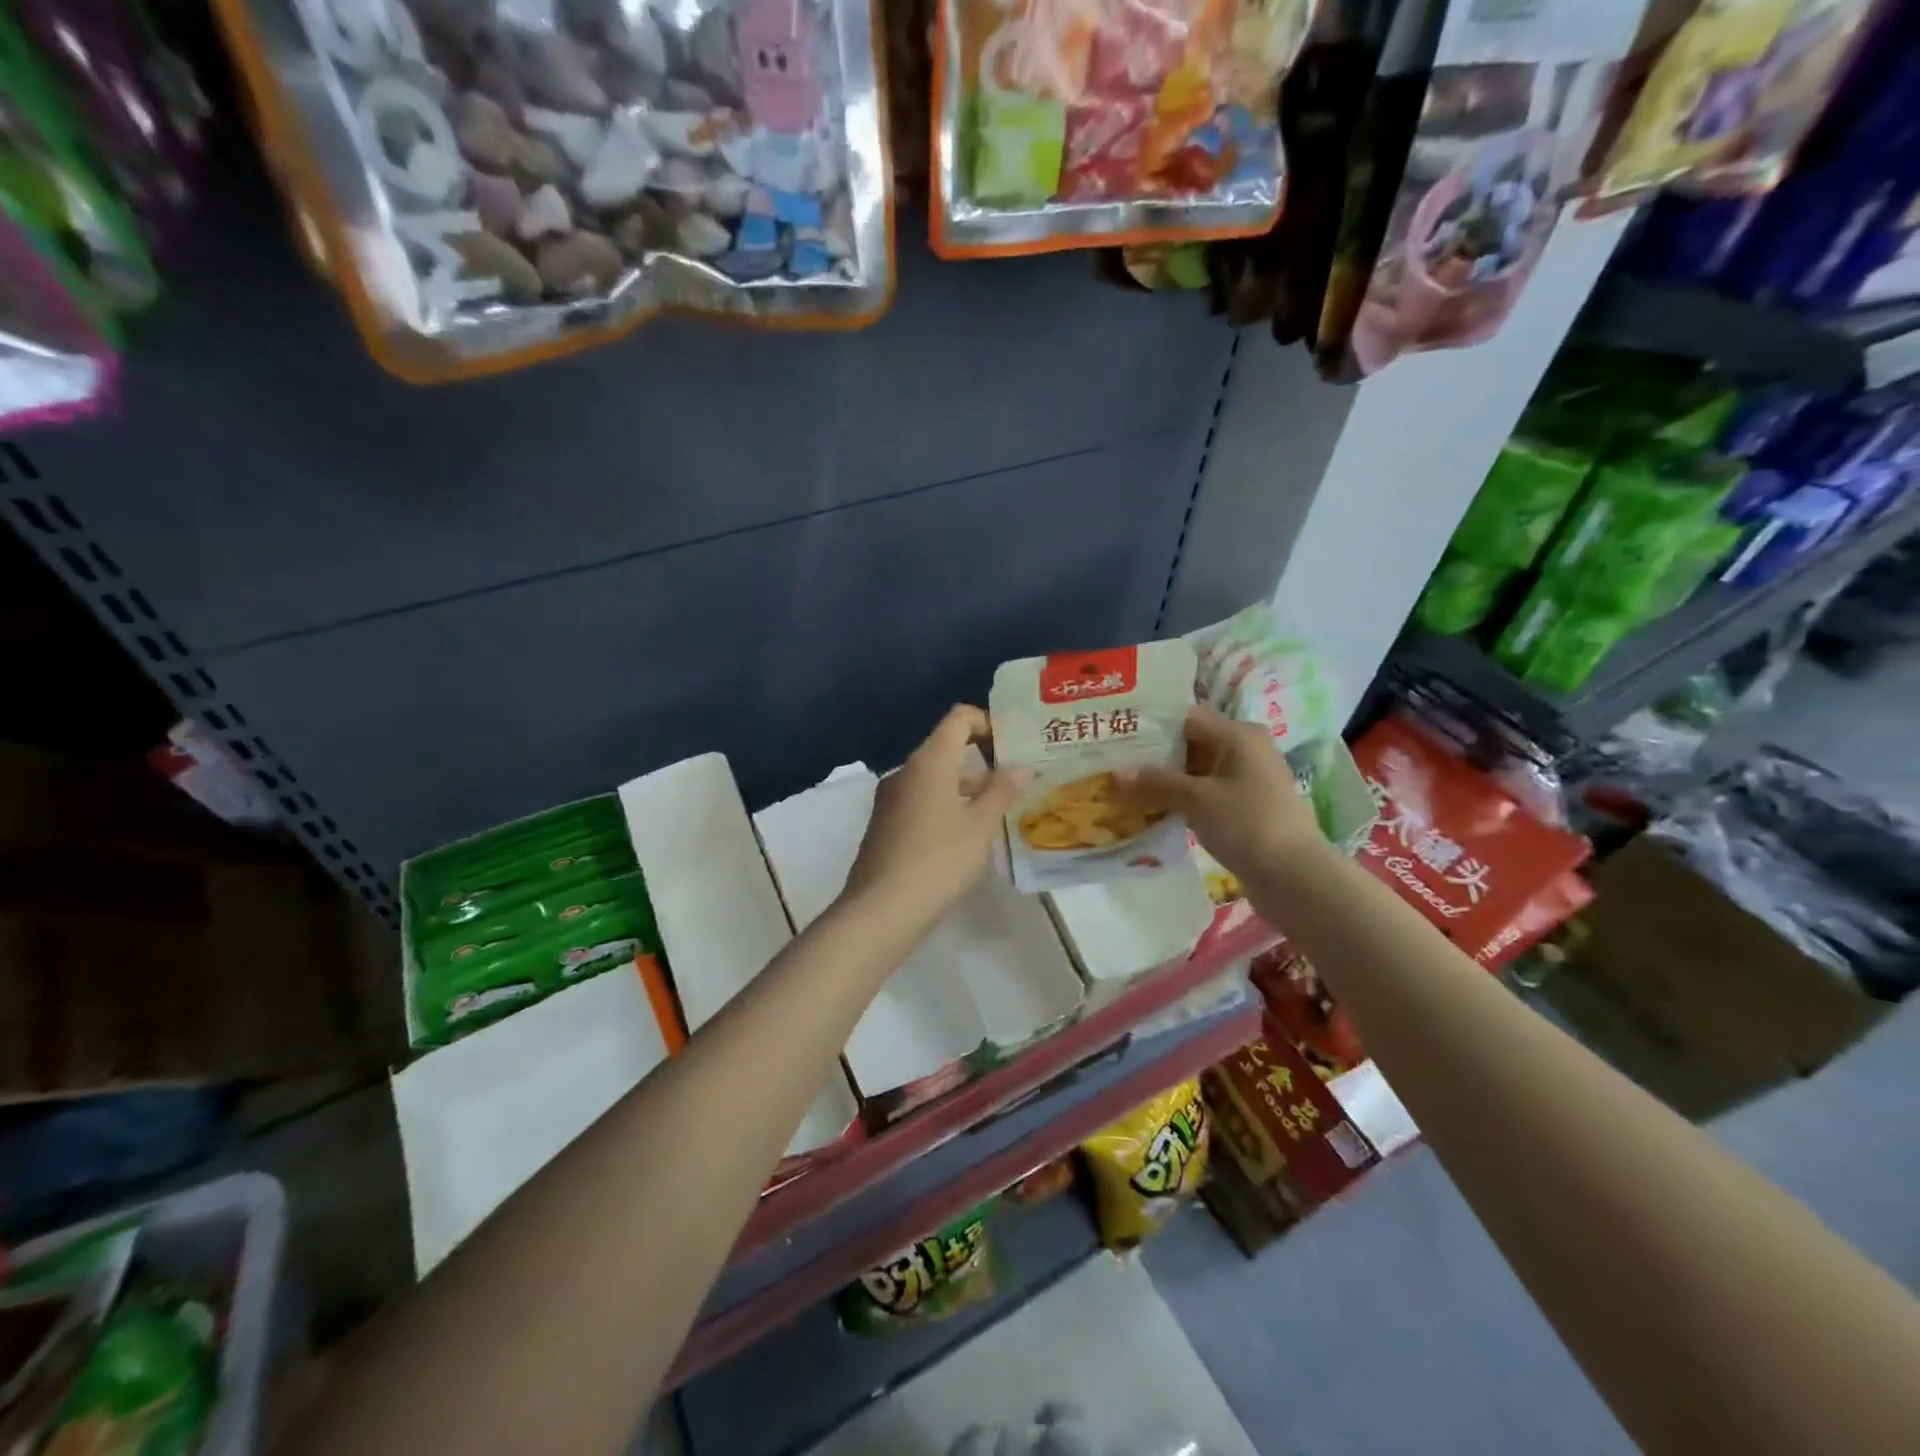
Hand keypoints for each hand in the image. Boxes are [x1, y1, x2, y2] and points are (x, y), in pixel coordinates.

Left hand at [840, 705, 1021, 938]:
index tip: (1012, 748)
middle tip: (1015, 784)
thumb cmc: (939, 861)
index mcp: (929, 762)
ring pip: (934, 779)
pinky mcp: (884, 825)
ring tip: (997, 815)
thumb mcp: (981, 826)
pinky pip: (920, 801)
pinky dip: (946, 807)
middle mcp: (906, 771)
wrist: (881, 910)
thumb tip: (1020, 767)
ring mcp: (890, 799)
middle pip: (946, 749)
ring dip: (966, 789)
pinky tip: (965, 838)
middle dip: (982, 762)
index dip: (988, 723)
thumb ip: (1002, 791)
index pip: (959, 718)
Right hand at [1119, 705, 1325, 881]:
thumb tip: (1115, 773)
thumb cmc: (1248, 825)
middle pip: (1189, 743)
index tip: (1115, 733)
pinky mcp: (1244, 808)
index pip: (1184, 717)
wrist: (1295, 878)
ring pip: (1195, 771)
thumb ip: (1155, 782)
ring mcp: (1246, 780)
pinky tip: (1151, 809)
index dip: (1149, 725)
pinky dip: (1179, 799)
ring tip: (1123, 787)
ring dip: (1164, 780)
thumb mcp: (1197, 799)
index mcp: (1238, 734)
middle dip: (1151, 756)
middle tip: (1111, 763)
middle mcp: (1244, 750)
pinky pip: (1204, 794)